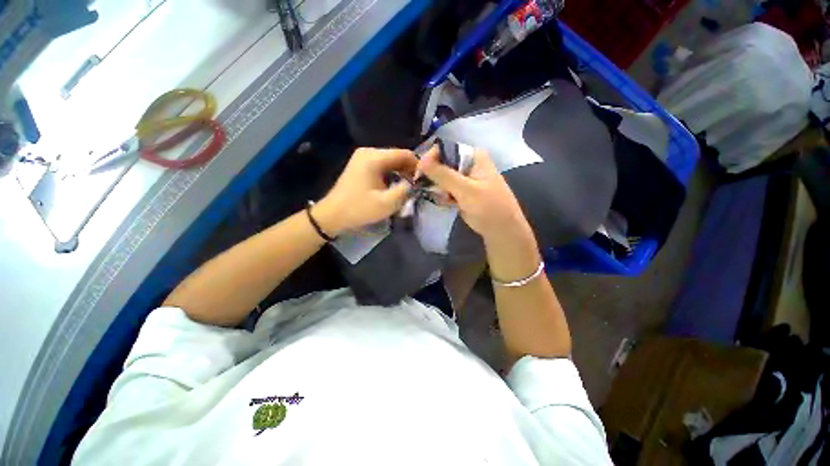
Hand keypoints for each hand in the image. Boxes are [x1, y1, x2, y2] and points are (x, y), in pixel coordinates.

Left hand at [314, 147, 416, 235]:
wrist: (333, 214)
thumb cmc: (359, 209)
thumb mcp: (386, 203)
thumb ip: (405, 190)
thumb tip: (417, 182)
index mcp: (374, 158)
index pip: (404, 154)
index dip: (418, 165)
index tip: (426, 179)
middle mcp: (369, 152)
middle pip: (397, 156)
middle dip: (410, 169)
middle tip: (419, 185)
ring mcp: (363, 158)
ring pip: (391, 161)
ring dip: (401, 172)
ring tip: (409, 187)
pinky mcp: (361, 165)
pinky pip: (383, 165)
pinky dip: (392, 174)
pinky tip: (396, 185)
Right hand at [418, 147, 539, 283]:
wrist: (501, 231)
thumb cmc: (489, 208)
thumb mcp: (466, 190)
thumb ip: (443, 175)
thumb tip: (421, 161)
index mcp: (474, 156)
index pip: (445, 149)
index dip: (430, 159)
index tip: (419, 174)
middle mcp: (468, 164)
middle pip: (442, 163)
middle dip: (433, 176)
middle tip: (430, 190)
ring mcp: (465, 178)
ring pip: (442, 177)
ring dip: (437, 188)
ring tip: (443, 199)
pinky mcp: (461, 191)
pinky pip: (446, 189)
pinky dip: (443, 196)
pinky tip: (447, 203)